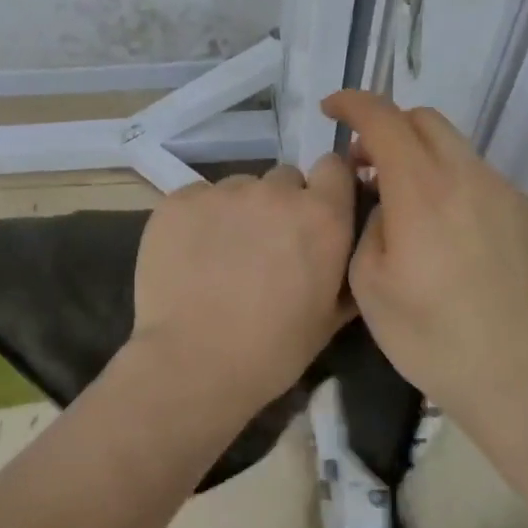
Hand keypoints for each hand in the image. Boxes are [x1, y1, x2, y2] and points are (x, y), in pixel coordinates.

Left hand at [132, 159, 357, 396]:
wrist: (194, 361)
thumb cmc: (272, 350)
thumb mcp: (329, 318)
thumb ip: (345, 269)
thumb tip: (349, 246)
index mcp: (321, 216)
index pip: (334, 167)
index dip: (326, 188)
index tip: (315, 213)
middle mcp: (275, 192)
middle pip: (284, 178)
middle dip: (280, 204)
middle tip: (265, 245)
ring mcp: (223, 192)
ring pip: (239, 187)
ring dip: (238, 211)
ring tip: (221, 254)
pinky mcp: (178, 200)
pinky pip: (198, 197)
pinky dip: (198, 218)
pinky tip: (190, 255)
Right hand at [322, 90, 527, 419]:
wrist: (519, 374)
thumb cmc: (430, 335)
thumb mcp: (369, 283)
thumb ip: (369, 224)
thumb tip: (386, 205)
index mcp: (421, 190)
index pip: (384, 119)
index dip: (352, 103)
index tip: (330, 109)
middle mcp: (466, 177)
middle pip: (424, 119)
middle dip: (387, 126)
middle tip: (364, 165)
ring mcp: (502, 193)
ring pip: (454, 147)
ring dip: (419, 155)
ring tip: (402, 202)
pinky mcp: (525, 215)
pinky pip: (477, 177)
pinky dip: (448, 181)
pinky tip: (442, 231)